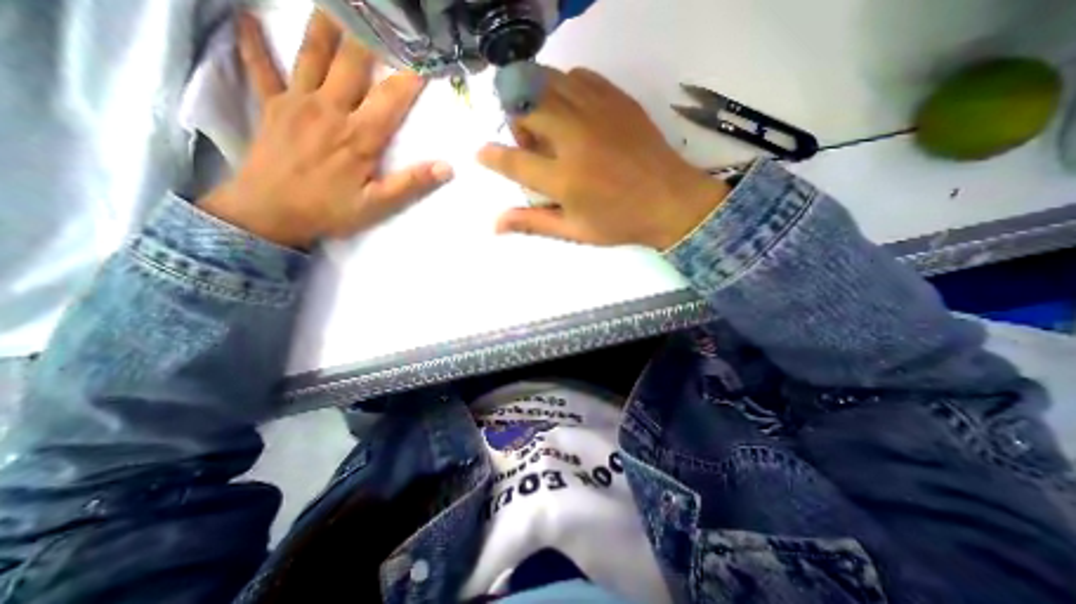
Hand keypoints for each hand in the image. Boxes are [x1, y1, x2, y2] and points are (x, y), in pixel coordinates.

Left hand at [198, 9, 450, 248]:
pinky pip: (260, 66)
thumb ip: (411, 183)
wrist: (269, 213)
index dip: (411, 77)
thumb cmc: (329, 210)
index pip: (392, 97)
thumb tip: (446, 168)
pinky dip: (253, 41)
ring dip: (325, 25)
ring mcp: (296, 102)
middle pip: (353, 63)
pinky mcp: (271, 105)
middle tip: (383, 13)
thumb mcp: (378, 205)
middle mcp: (329, 109)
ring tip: (336, 2)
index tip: (427, 58)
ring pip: (312, 54)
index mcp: (359, 135)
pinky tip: (246, 16)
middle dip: (370, 36)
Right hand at [479, 68, 731, 249]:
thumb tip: (495, 225)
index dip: (491, 156)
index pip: (513, 161)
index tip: (481, 154)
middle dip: (515, 121)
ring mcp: (597, 113)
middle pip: (525, 106)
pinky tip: (571, 111)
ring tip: (548, 124)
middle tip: (529, 142)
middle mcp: (575, 139)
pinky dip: (564, 88)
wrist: (672, 201)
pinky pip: (578, 76)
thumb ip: (533, 222)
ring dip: (535, 99)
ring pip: (548, 82)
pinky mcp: (617, 99)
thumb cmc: (620, 222)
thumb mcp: (574, 231)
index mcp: (564, 178)